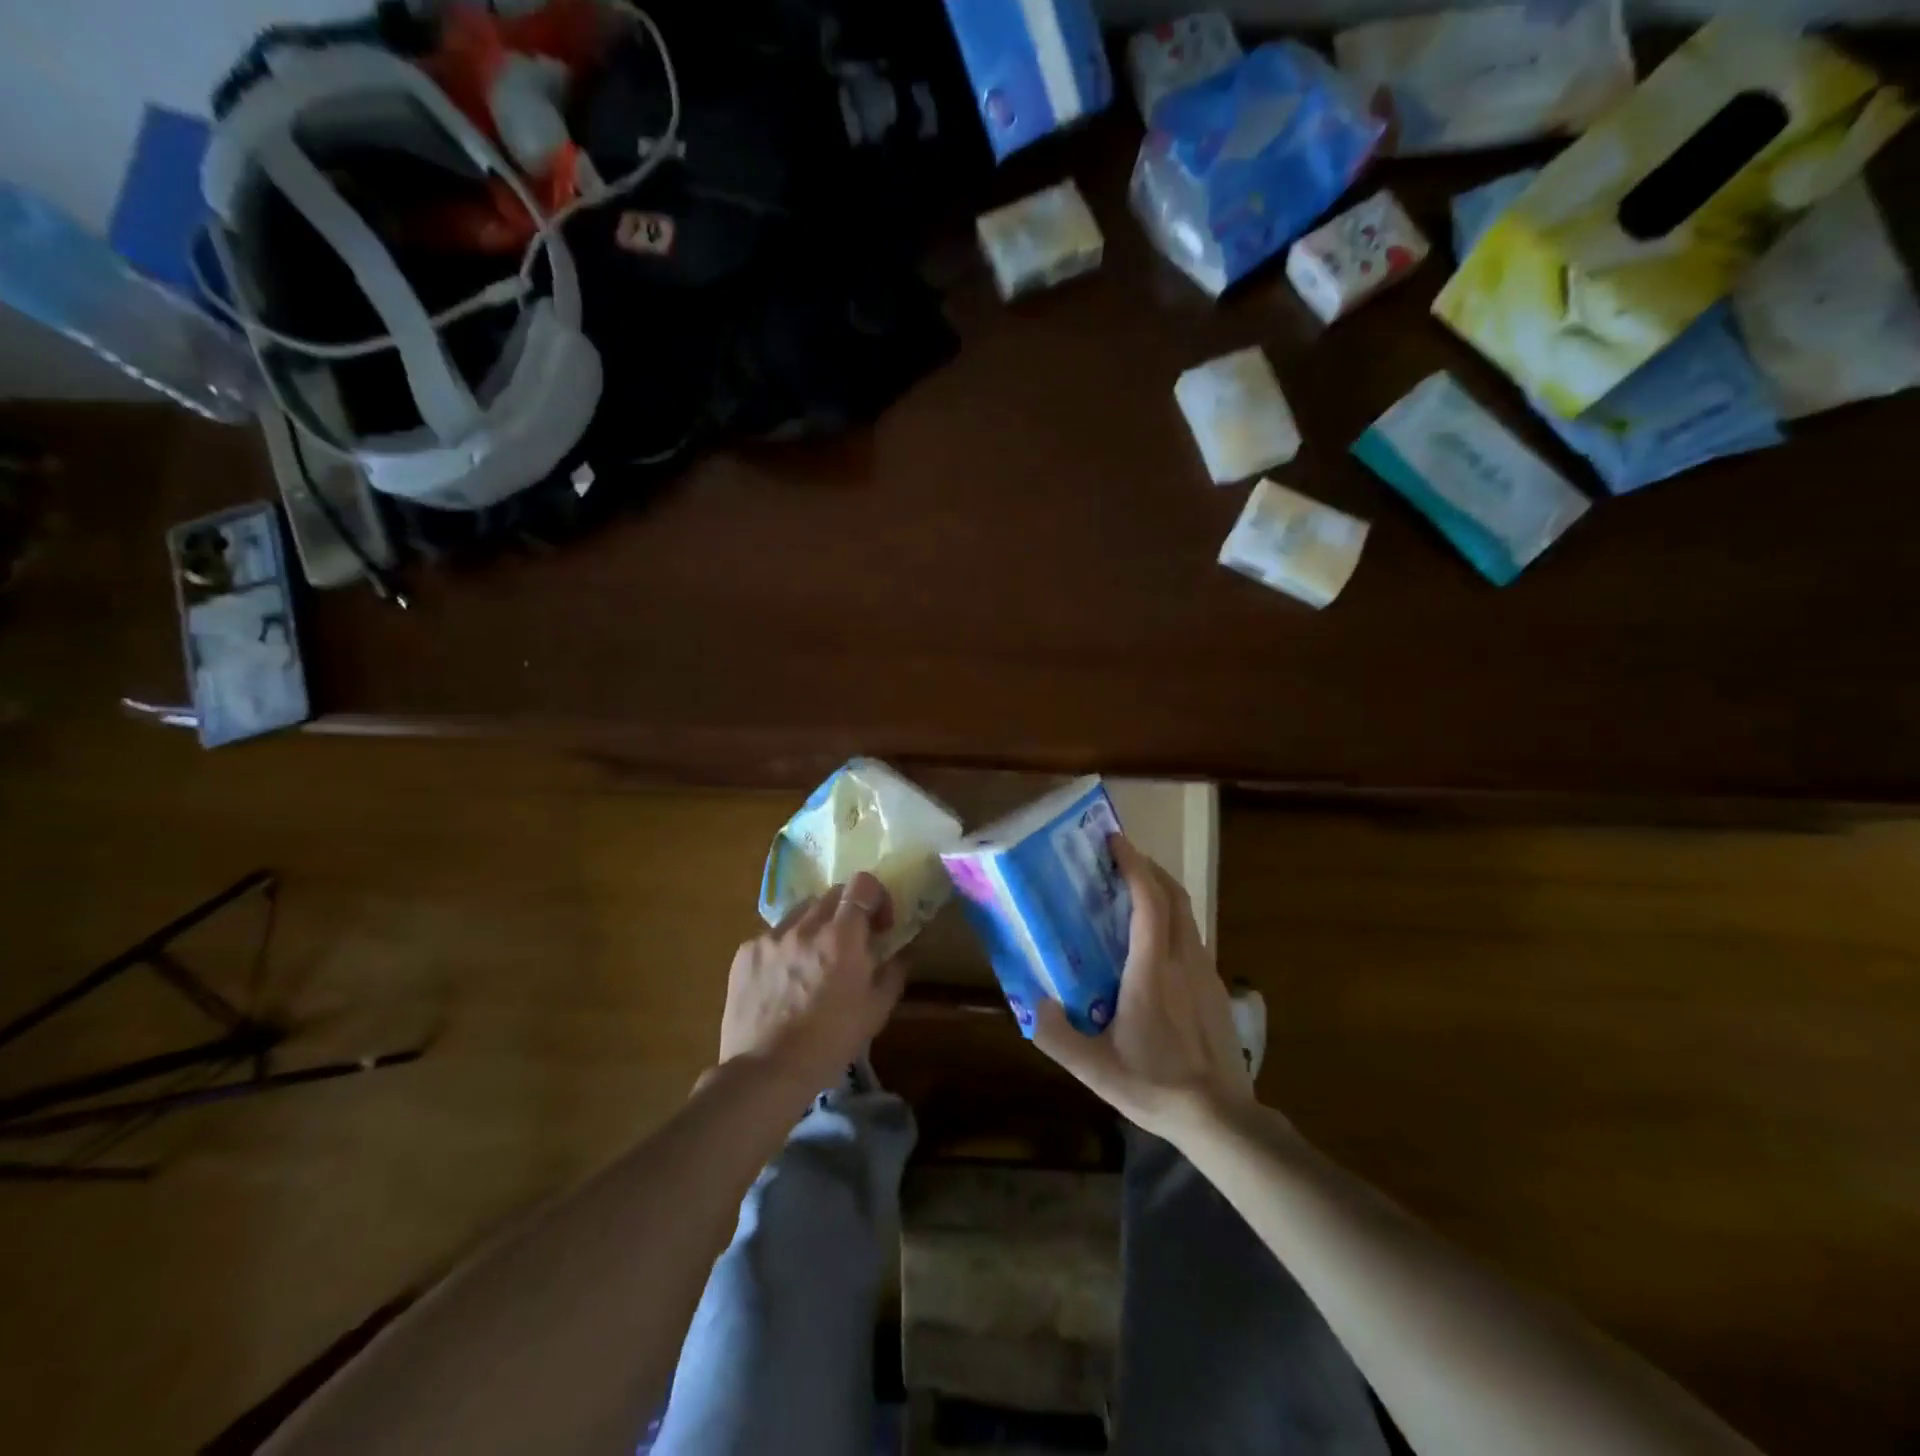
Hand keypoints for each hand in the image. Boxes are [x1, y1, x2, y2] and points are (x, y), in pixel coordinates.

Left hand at [717, 871, 906, 1096]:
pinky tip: (784, 980)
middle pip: (831, 894)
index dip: (876, 896)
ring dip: (815, 926)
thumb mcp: (876, 1011)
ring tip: (814, 961)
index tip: (879, 925)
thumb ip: (894, 972)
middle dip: (847, 911)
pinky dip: (786, 947)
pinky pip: (773, 936)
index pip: (862, 884)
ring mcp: (771, 936)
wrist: (765, 1072)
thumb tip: (902, 952)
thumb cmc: (829, 1042)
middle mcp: (805, 926)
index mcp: (841, 936)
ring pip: (801, 912)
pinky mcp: (745, 952)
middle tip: (851, 943)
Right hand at [1030, 836, 1254, 1141]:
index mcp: (1151, 971)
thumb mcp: (1095, 1070)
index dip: (1133, 866)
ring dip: (1162, 890)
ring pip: (1187, 913)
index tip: (1114, 841)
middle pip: (1173, 895)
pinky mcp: (1215, 986)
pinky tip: (1153, 939)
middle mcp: (1182, 960)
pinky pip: (1192, 934)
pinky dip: (1172, 916)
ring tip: (1132, 889)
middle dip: (1148, 867)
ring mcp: (1205, 971)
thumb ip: (1058, 1037)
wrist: (1220, 1116)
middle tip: (1118, 858)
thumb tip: (1032, 1004)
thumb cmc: (1155, 1086)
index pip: (1149, 902)